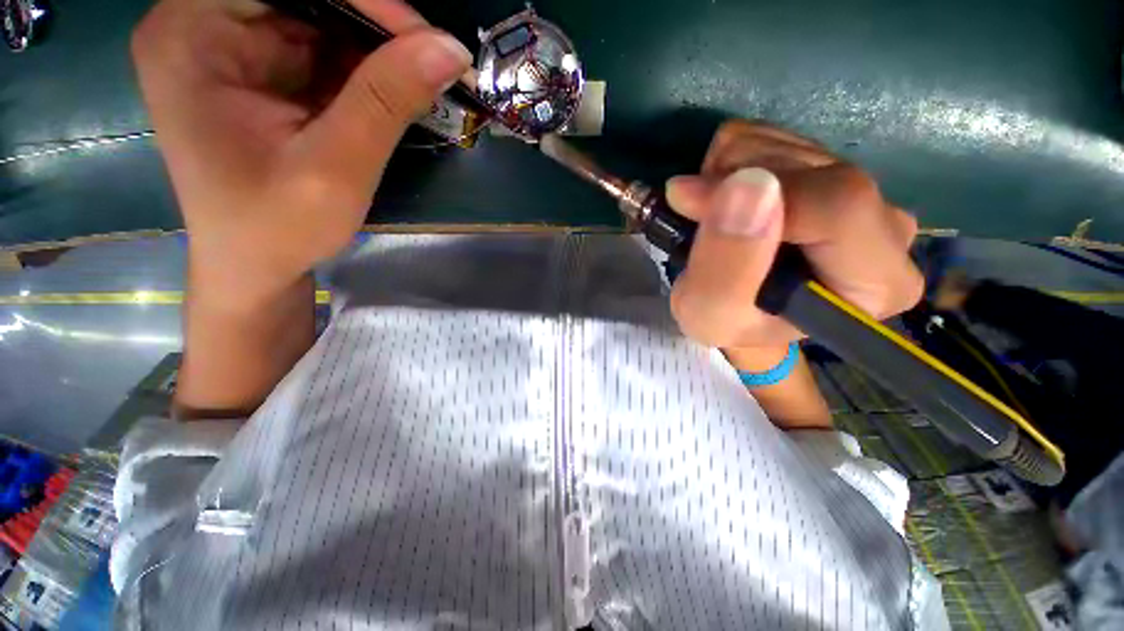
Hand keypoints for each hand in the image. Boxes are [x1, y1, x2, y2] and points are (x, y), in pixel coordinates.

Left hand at [132, 0, 471, 299]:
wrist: (255, 267)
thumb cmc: (278, 228)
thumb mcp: (336, 168)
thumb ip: (386, 101)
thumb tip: (450, 50)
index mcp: (193, 32)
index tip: (423, 38)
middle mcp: (204, 24)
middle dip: (373, 23)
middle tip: (430, 59)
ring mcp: (232, 47)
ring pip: (319, 17)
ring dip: (375, 48)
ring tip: (419, 82)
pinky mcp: (261, 71)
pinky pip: (322, 48)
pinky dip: (365, 69)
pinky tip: (393, 93)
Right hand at [666, 121, 923, 350]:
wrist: (729, 305)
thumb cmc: (726, 321)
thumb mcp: (710, 315)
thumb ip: (726, 268)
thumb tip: (747, 186)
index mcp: (877, 281)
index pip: (840, 205)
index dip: (760, 195)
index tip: (691, 204)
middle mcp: (886, 227)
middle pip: (814, 169)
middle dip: (733, 187)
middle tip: (699, 223)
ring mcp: (859, 187)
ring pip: (785, 144)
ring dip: (725, 176)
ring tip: (710, 220)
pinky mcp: (827, 164)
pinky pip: (769, 134)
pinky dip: (727, 162)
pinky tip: (722, 199)